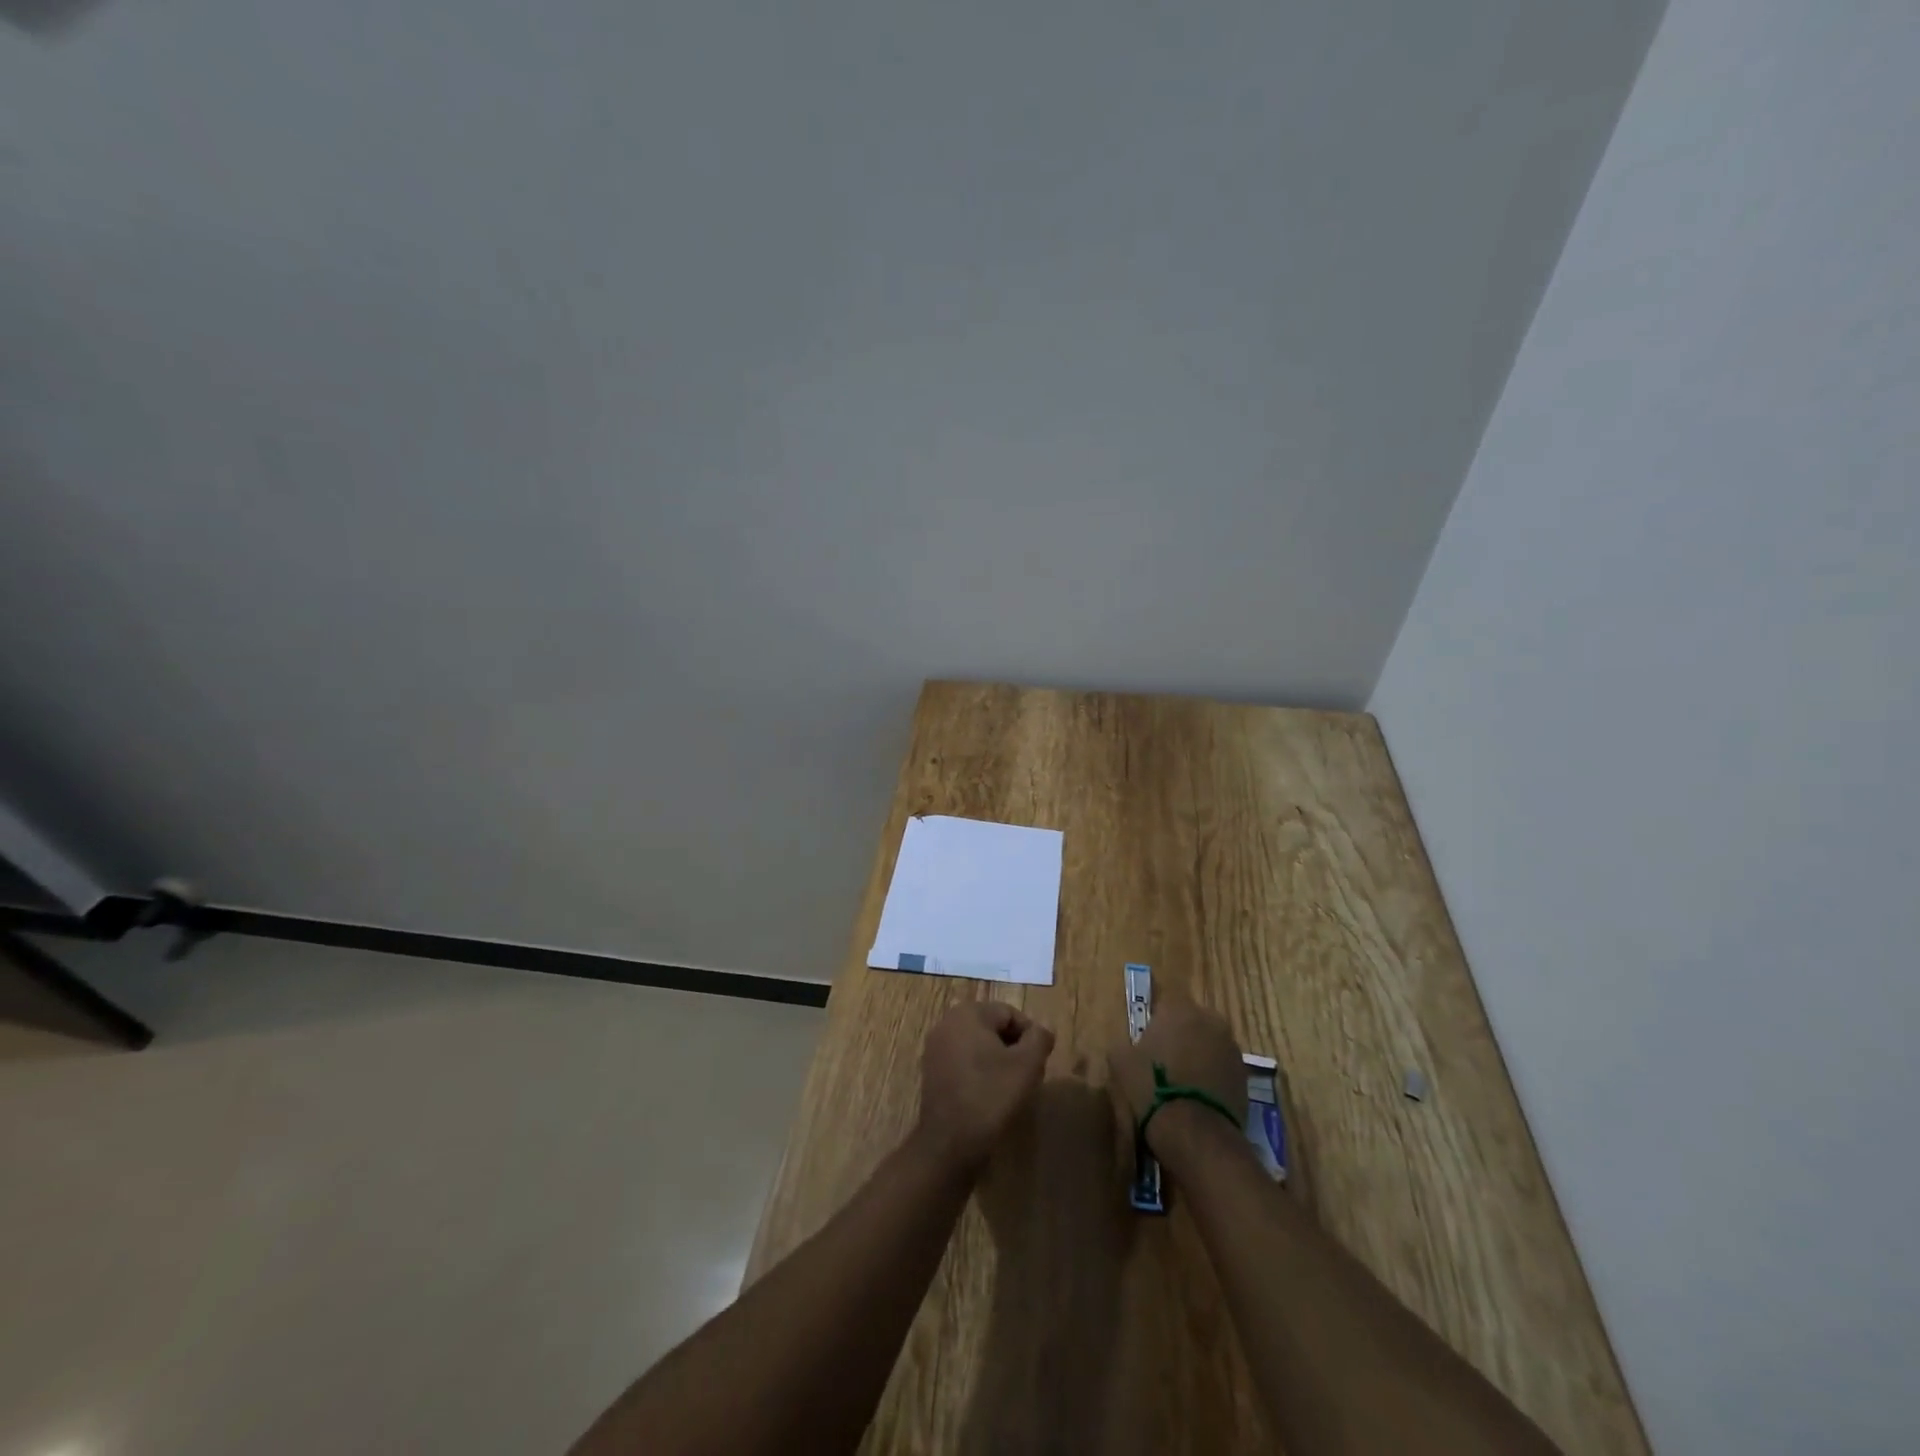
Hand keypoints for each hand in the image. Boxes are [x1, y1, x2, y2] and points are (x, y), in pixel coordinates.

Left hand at [916, 1001, 1054, 1172]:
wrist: (950, 1143)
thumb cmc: (991, 1096)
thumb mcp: (1027, 1064)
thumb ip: (1039, 1038)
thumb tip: (1041, 1031)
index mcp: (968, 1013)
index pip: (1010, 1014)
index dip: (1030, 1037)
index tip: (1038, 1063)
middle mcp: (947, 1023)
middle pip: (993, 1027)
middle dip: (1013, 1048)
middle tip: (1028, 1075)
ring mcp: (935, 1048)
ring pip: (978, 1045)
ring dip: (997, 1061)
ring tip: (1010, 1088)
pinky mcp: (931, 1071)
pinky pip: (963, 1062)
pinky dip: (979, 1073)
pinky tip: (989, 1096)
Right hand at [1108, 991, 1246, 1162]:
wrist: (1195, 1132)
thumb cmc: (1152, 1087)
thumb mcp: (1121, 1062)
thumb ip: (1124, 1044)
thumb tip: (1128, 1045)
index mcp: (1178, 1008)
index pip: (1165, 1000)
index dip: (1155, 1018)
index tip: (1147, 1038)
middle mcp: (1209, 1019)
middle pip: (1191, 1020)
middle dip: (1180, 1033)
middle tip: (1165, 1058)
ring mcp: (1231, 1046)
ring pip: (1209, 1042)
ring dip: (1199, 1053)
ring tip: (1184, 1080)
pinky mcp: (1245, 1074)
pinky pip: (1223, 1065)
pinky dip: (1213, 1074)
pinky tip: (1200, 1095)